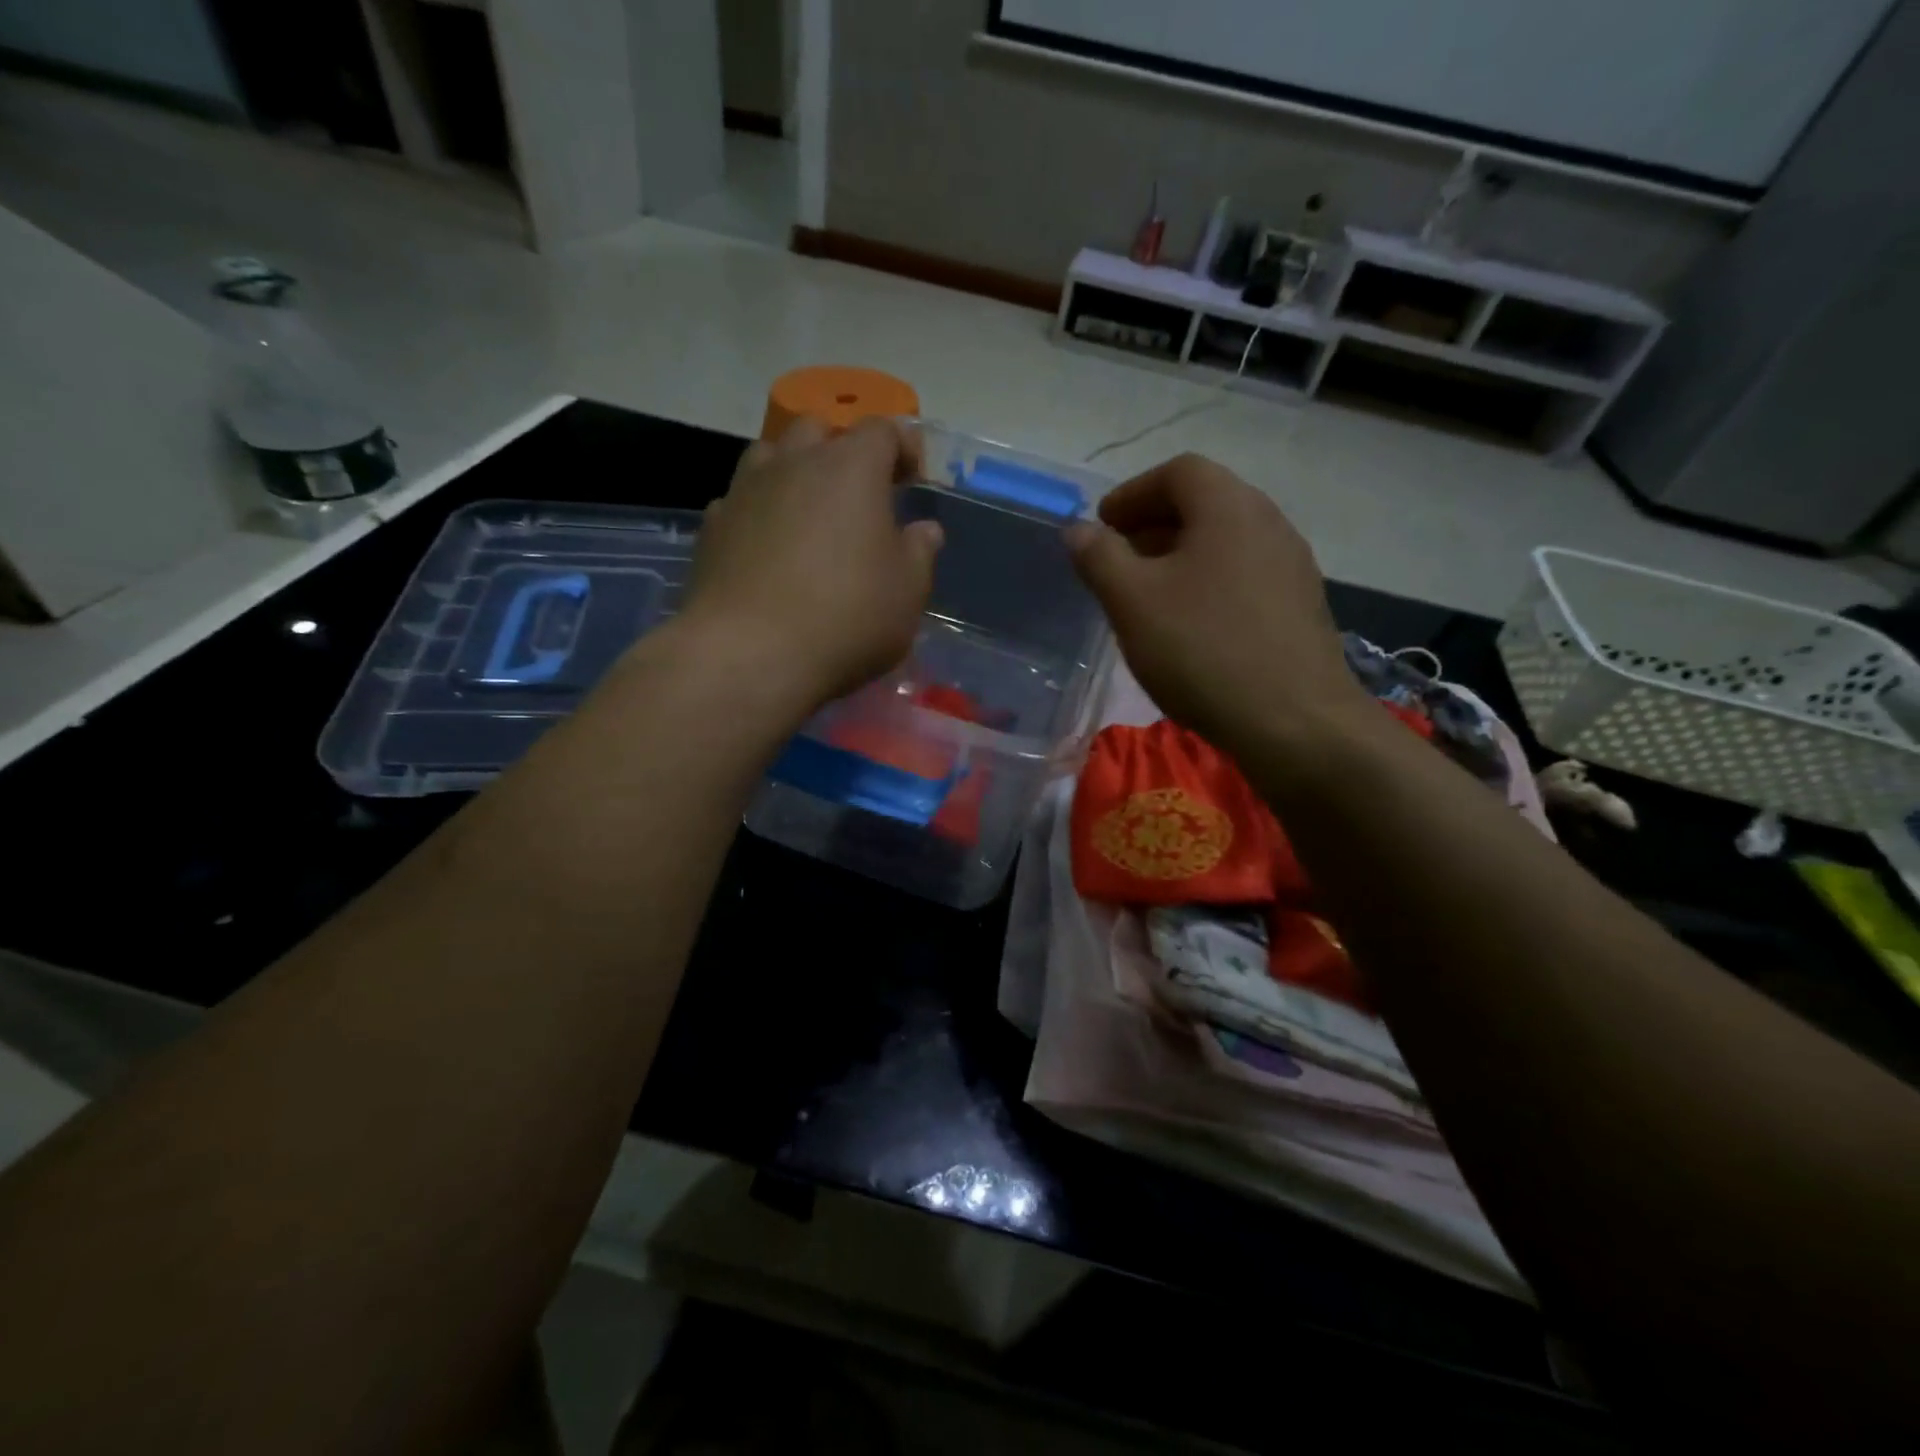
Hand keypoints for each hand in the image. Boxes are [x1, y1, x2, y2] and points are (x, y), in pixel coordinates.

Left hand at [680, 416, 941, 712]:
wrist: (751, 654)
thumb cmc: (847, 618)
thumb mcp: (907, 592)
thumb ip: (919, 553)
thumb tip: (924, 530)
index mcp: (851, 467)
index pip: (882, 430)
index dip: (901, 447)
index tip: (912, 476)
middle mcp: (794, 463)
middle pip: (818, 430)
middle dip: (841, 450)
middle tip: (858, 492)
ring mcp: (745, 491)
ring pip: (771, 456)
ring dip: (793, 472)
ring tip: (808, 512)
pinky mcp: (712, 526)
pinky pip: (740, 501)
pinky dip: (759, 511)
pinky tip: (767, 547)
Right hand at [1066, 454, 1366, 755]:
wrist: (1294, 722)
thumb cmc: (1203, 650)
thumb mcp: (1132, 602)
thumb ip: (1099, 557)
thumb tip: (1079, 530)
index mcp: (1229, 507)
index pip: (1178, 472)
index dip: (1132, 493)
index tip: (1102, 527)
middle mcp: (1269, 523)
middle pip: (1205, 503)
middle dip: (1153, 525)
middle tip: (1117, 560)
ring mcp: (1292, 566)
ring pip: (1225, 542)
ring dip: (1180, 556)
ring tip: (1148, 595)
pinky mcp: (1300, 606)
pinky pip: (1243, 575)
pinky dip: (1208, 583)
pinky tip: (1190, 626)